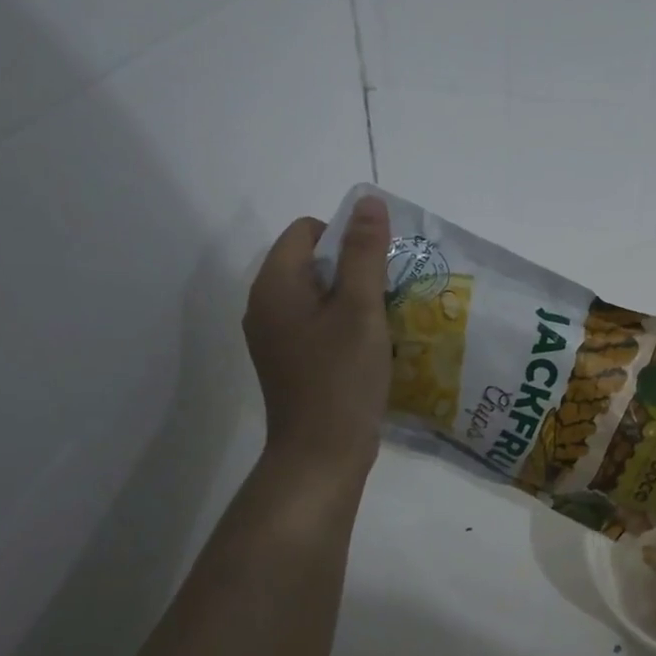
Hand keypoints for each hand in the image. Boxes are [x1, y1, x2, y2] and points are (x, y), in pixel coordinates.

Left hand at [244, 196, 391, 479]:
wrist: (321, 454)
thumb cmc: (342, 378)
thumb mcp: (361, 309)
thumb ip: (364, 253)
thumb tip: (367, 201)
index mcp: (274, 285)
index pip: (306, 231)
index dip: (346, 236)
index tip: (380, 266)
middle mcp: (265, 306)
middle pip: (311, 263)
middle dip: (354, 269)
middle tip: (390, 293)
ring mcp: (275, 338)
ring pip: (318, 297)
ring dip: (353, 299)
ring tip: (387, 320)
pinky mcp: (290, 363)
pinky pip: (318, 326)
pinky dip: (345, 326)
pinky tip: (372, 347)